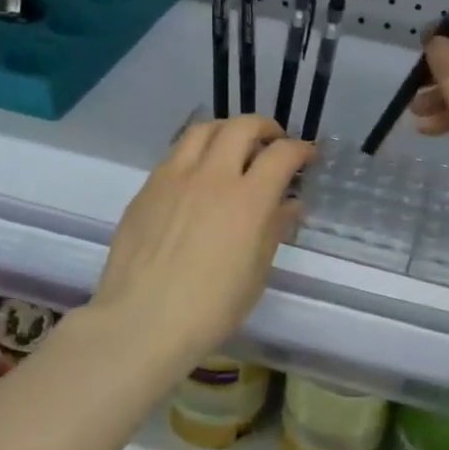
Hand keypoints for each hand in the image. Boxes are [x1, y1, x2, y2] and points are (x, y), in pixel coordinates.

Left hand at [91, 116, 311, 371]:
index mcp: (247, 201)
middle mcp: (211, 177)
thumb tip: (289, 204)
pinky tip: (198, 176)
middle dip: (265, 128)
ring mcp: (174, 178)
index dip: (300, 149)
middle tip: (273, 144)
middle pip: (242, 127)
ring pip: (203, 130)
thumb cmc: (209, 309)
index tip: (307, 156)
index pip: (281, 155)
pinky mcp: (147, 188)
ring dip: (227, 130)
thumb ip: (274, 230)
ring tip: (233, 147)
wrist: (141, 322)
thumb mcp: (255, 274)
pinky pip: (175, 154)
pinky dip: (196, 152)